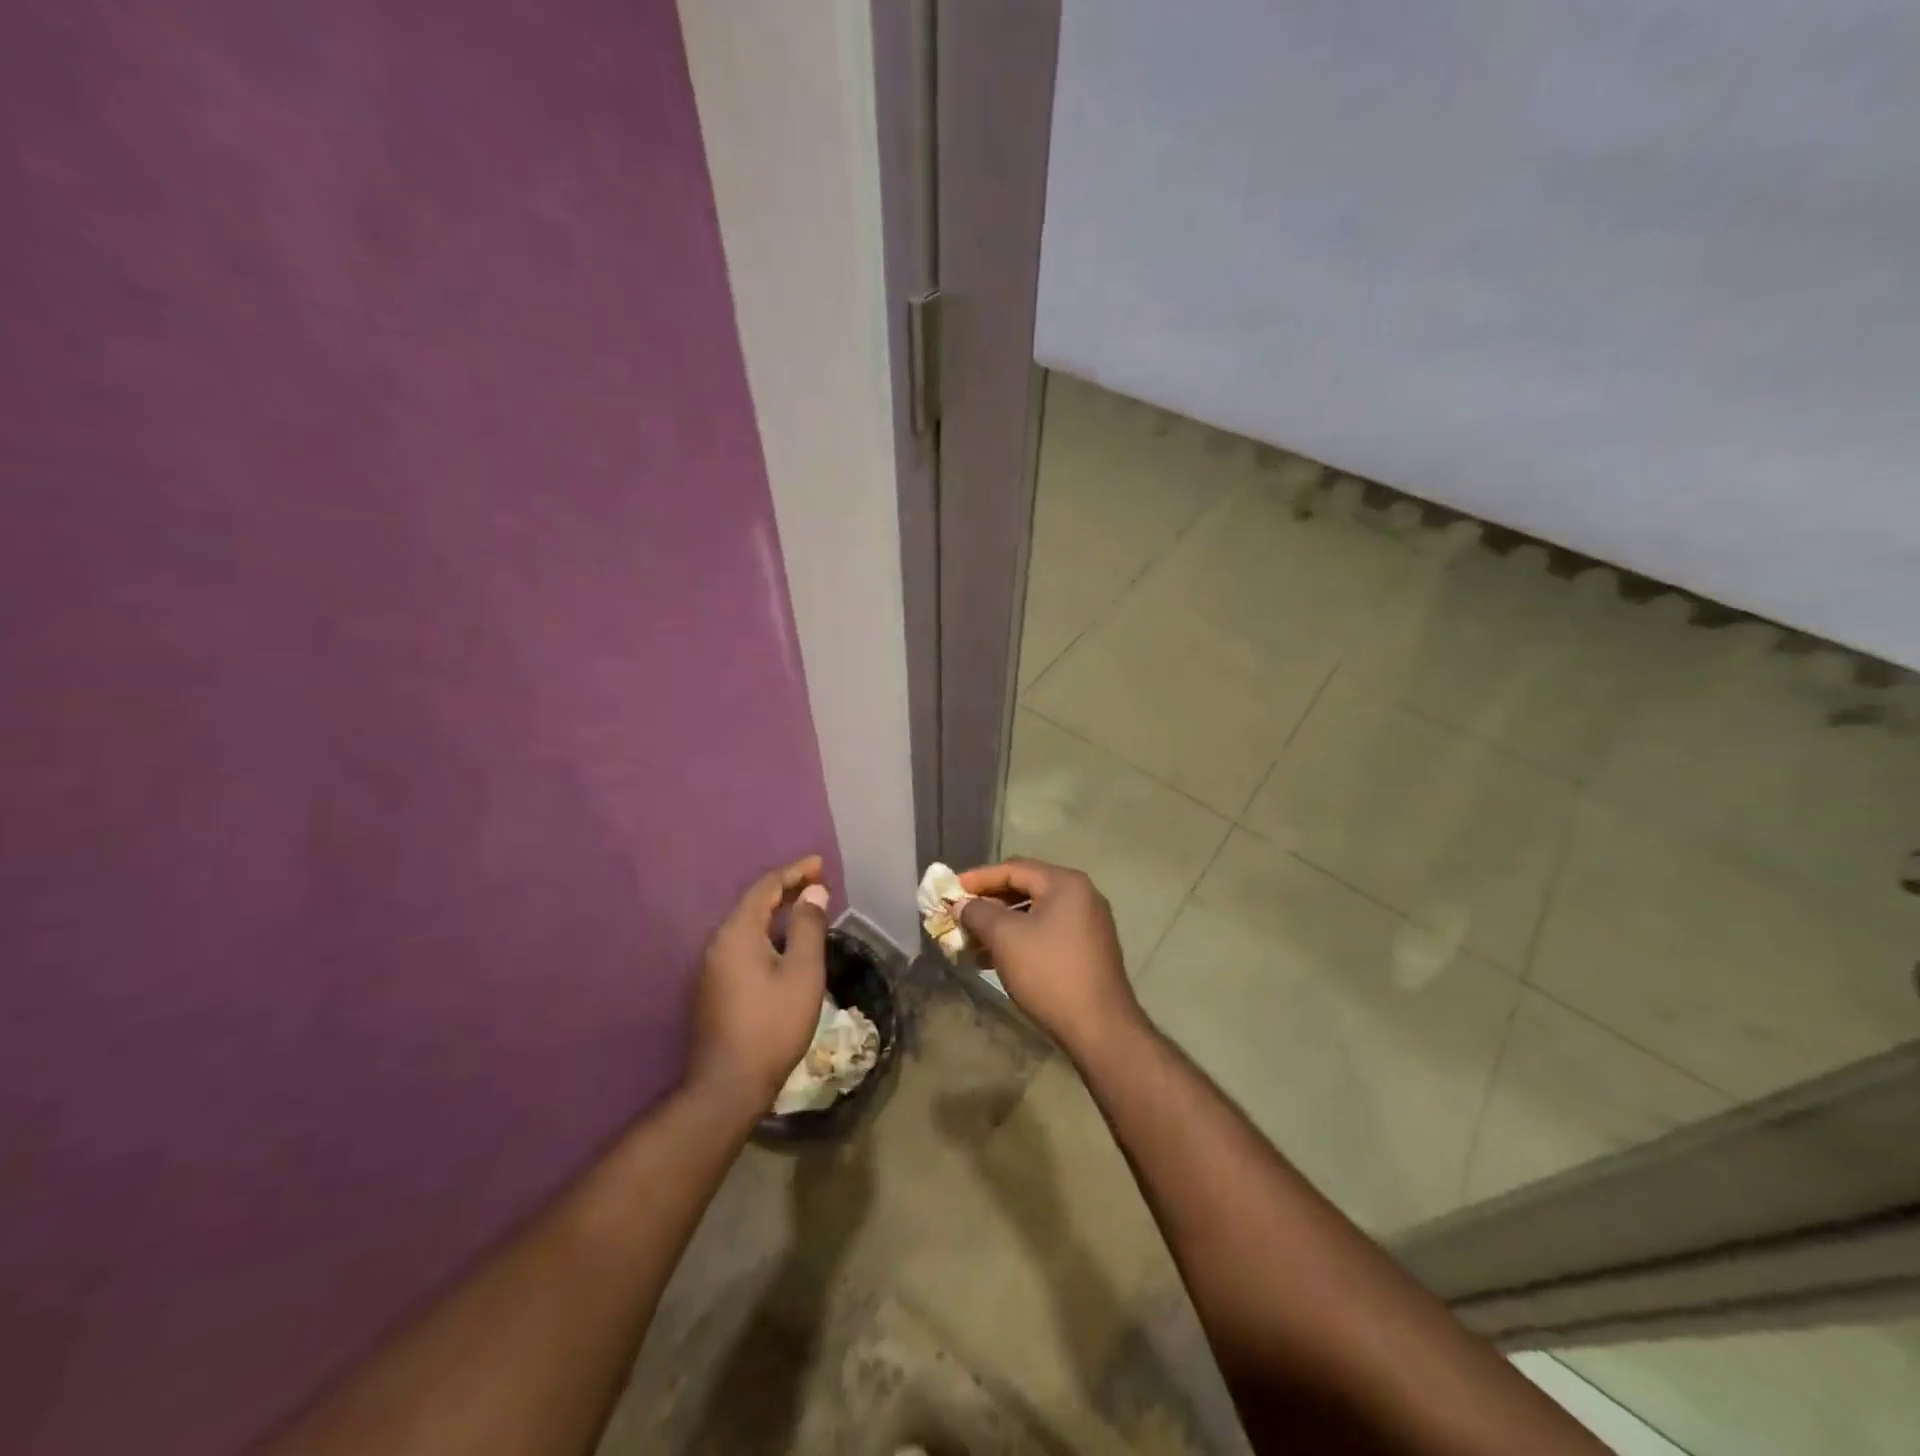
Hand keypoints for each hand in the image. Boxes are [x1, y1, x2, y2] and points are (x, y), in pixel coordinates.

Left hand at [687, 855, 830, 1114]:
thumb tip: (812, 891)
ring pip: (747, 926)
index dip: (795, 871)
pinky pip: (743, 946)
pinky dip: (767, 934)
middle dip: (786, 889)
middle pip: (754, 903)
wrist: (728, 1085)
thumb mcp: (802, 972)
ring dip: (776, 913)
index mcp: (738, 932)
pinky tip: (784, 946)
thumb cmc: (772, 1024)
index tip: (820, 864)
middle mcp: (718, 943)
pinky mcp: (714, 989)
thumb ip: (808, 926)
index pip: (766, 887)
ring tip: (805, 910)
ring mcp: (712, 968)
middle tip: (817, 883)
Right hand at [957, 858, 1143, 1056]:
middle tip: (958, 915)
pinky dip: (1019, 939)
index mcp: (1065, 883)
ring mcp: (1086, 923)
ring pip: (1033, 913)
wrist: (1099, 1027)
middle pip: (1024, 888)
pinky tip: (993, 958)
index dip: (978, 878)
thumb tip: (961, 904)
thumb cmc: (1049, 972)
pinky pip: (1045, 932)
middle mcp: (1080, 895)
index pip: (1013, 868)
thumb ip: (978, 913)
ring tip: (969, 941)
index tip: (949, 890)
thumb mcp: (1005, 938)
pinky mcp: (1086, 948)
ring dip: (1000, 924)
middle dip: (988, 903)